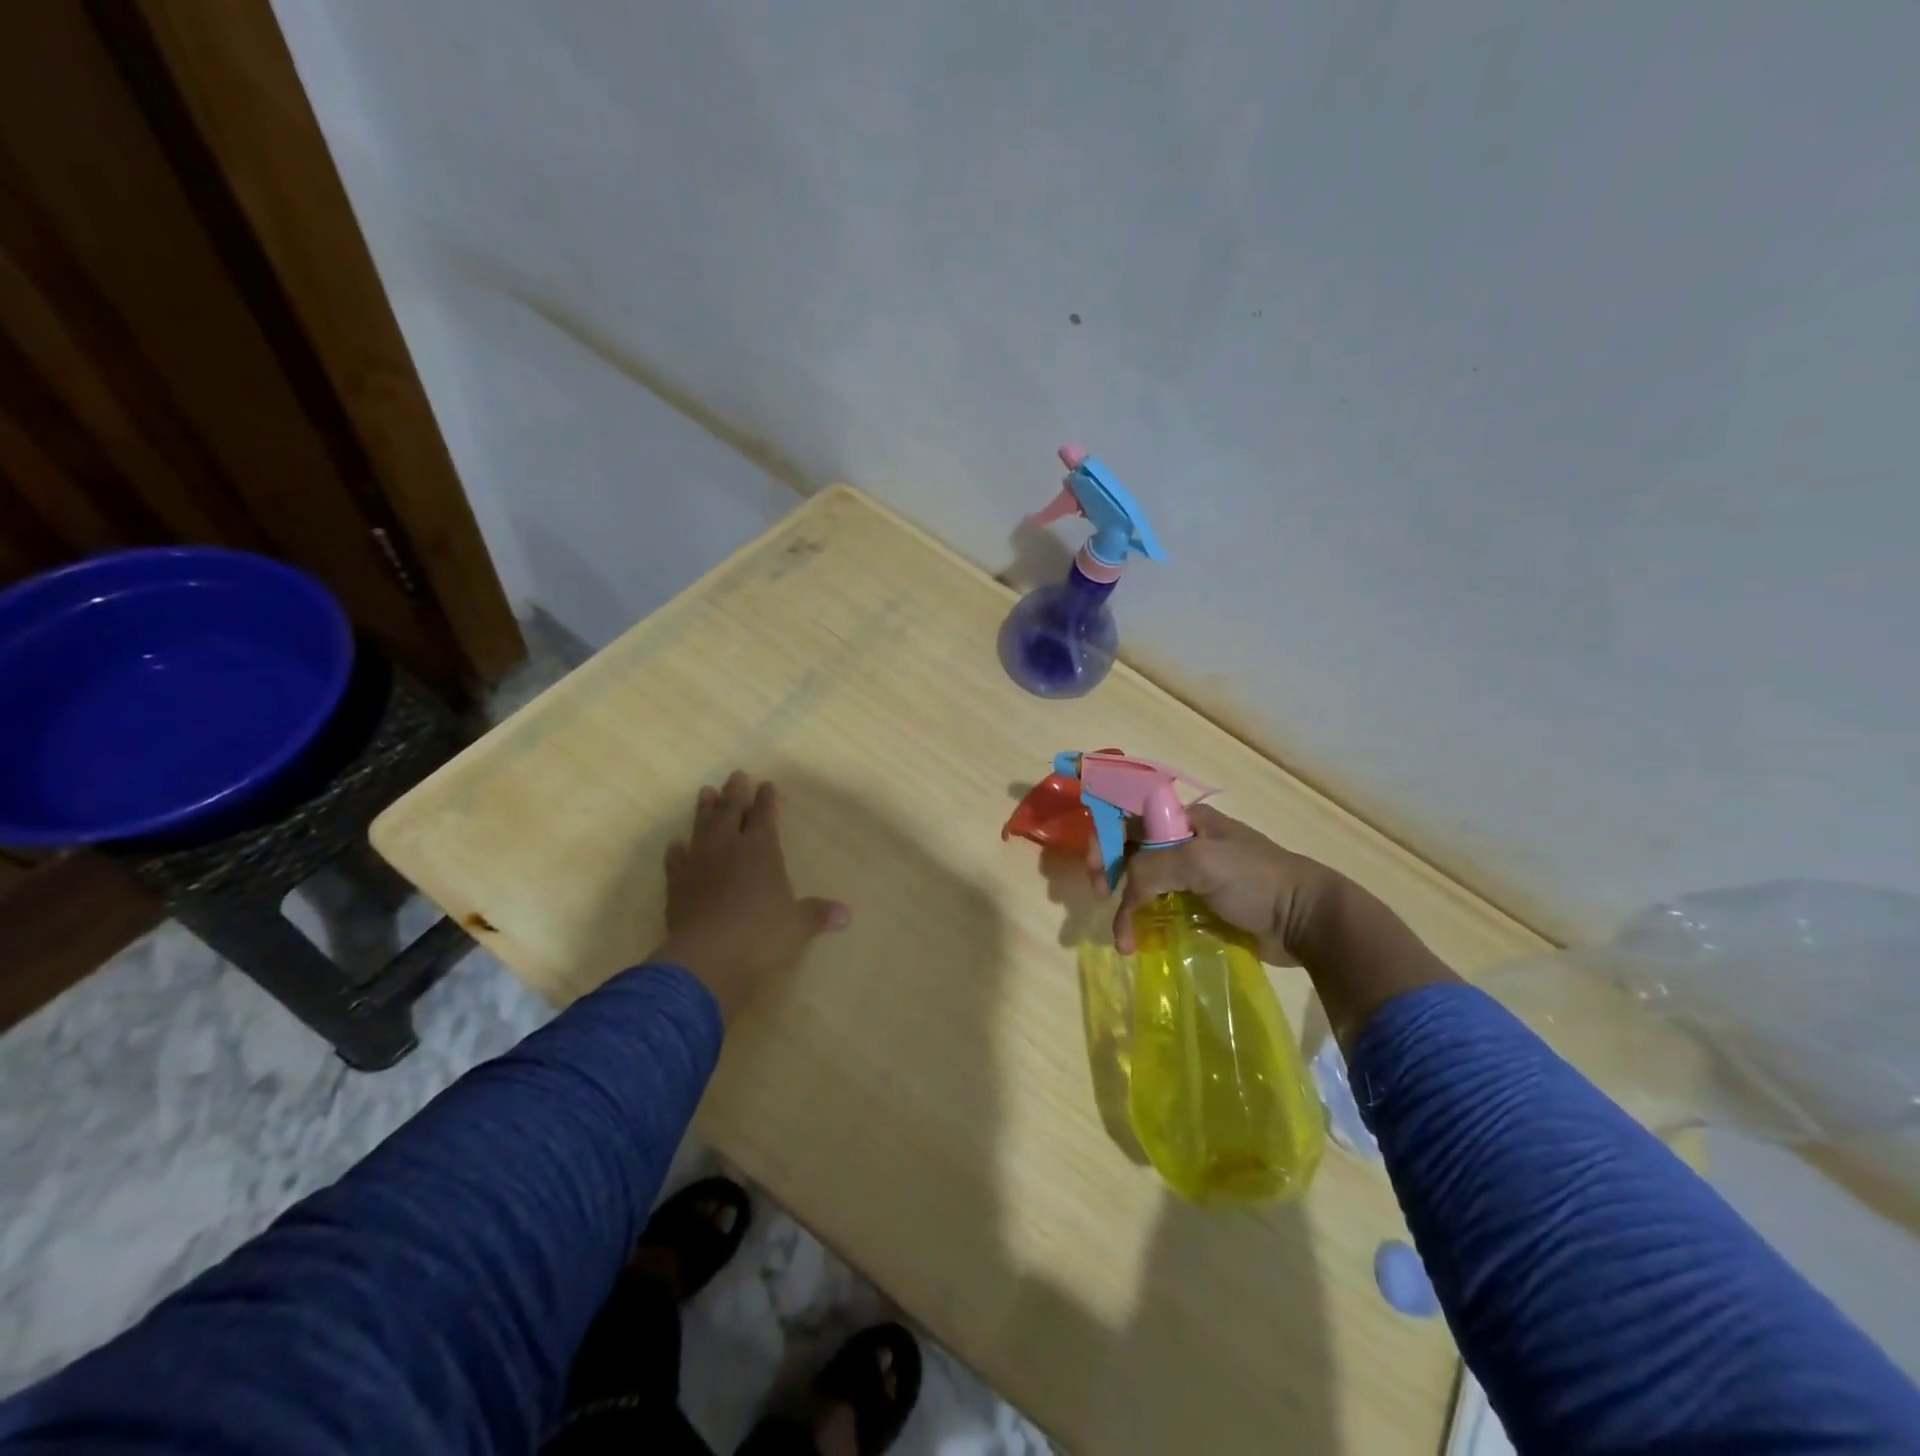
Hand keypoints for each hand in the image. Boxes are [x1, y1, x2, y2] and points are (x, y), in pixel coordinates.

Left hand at [652, 771, 849, 1019]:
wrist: (706, 957)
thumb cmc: (760, 935)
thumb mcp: (797, 925)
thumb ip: (818, 914)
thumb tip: (847, 914)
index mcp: (761, 850)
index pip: (765, 816)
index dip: (767, 800)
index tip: (766, 783)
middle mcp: (729, 849)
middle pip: (731, 812)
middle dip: (736, 793)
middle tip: (736, 775)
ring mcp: (699, 864)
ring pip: (702, 828)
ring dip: (705, 810)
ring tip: (706, 791)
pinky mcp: (677, 885)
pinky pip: (675, 861)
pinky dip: (676, 851)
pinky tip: (676, 844)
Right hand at [1107, 804, 1343, 962]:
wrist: (1305, 920)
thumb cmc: (1255, 880)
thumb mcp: (1199, 862)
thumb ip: (1151, 867)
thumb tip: (1125, 893)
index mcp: (1184, 821)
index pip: (1129, 819)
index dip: (1104, 839)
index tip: (1096, 871)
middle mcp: (1183, 843)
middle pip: (1130, 851)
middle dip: (1109, 871)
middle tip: (1101, 896)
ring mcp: (1192, 876)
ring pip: (1143, 883)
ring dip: (1125, 906)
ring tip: (1123, 937)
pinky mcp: (1199, 906)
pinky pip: (1160, 908)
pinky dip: (1143, 922)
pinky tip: (1138, 941)